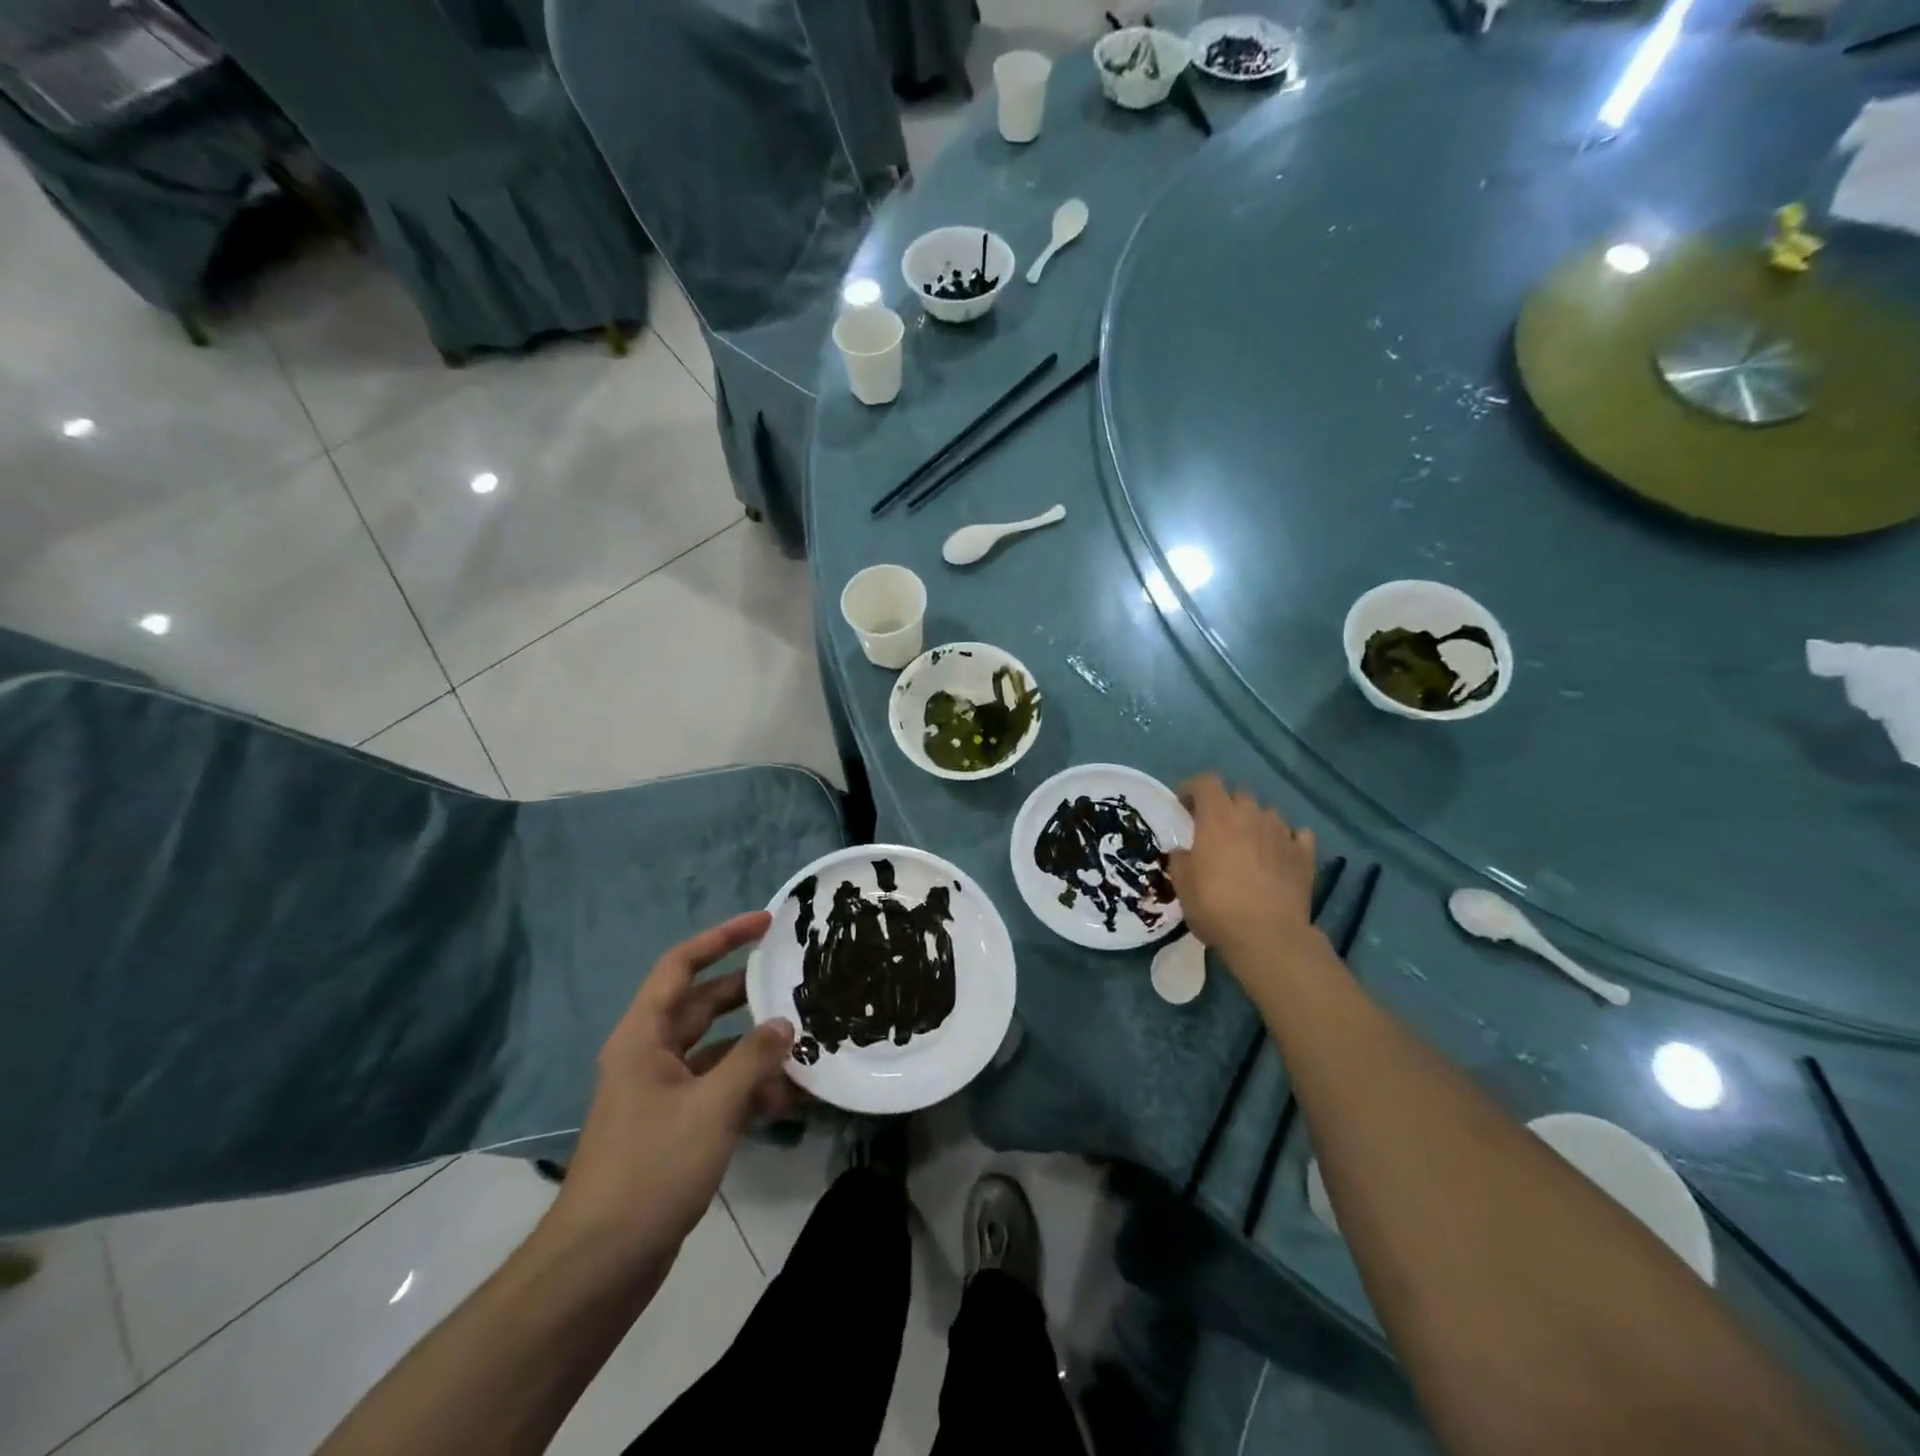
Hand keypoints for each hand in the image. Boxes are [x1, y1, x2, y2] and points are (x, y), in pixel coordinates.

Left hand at [538, 912, 795, 1276]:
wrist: (601, 1264)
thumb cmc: (651, 1169)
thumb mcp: (712, 1106)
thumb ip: (753, 1058)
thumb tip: (783, 1023)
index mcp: (643, 1037)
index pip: (681, 966)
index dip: (722, 938)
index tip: (765, 923)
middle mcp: (650, 1056)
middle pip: (704, 1006)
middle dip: (750, 995)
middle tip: (796, 982)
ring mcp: (663, 1093)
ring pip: (717, 1051)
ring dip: (756, 1051)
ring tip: (803, 1050)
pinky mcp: (675, 1128)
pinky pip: (718, 1090)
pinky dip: (748, 1090)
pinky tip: (785, 1103)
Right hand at [1168, 773, 1318, 959]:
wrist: (1268, 936)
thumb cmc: (1216, 906)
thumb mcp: (1182, 884)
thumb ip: (1181, 858)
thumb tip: (1183, 849)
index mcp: (1217, 818)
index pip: (1205, 782)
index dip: (1192, 789)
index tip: (1183, 806)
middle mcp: (1251, 816)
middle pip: (1238, 794)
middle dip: (1225, 806)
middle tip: (1215, 830)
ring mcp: (1282, 833)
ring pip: (1268, 813)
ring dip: (1255, 822)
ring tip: (1248, 844)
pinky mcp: (1305, 855)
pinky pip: (1297, 835)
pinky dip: (1287, 840)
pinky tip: (1280, 855)